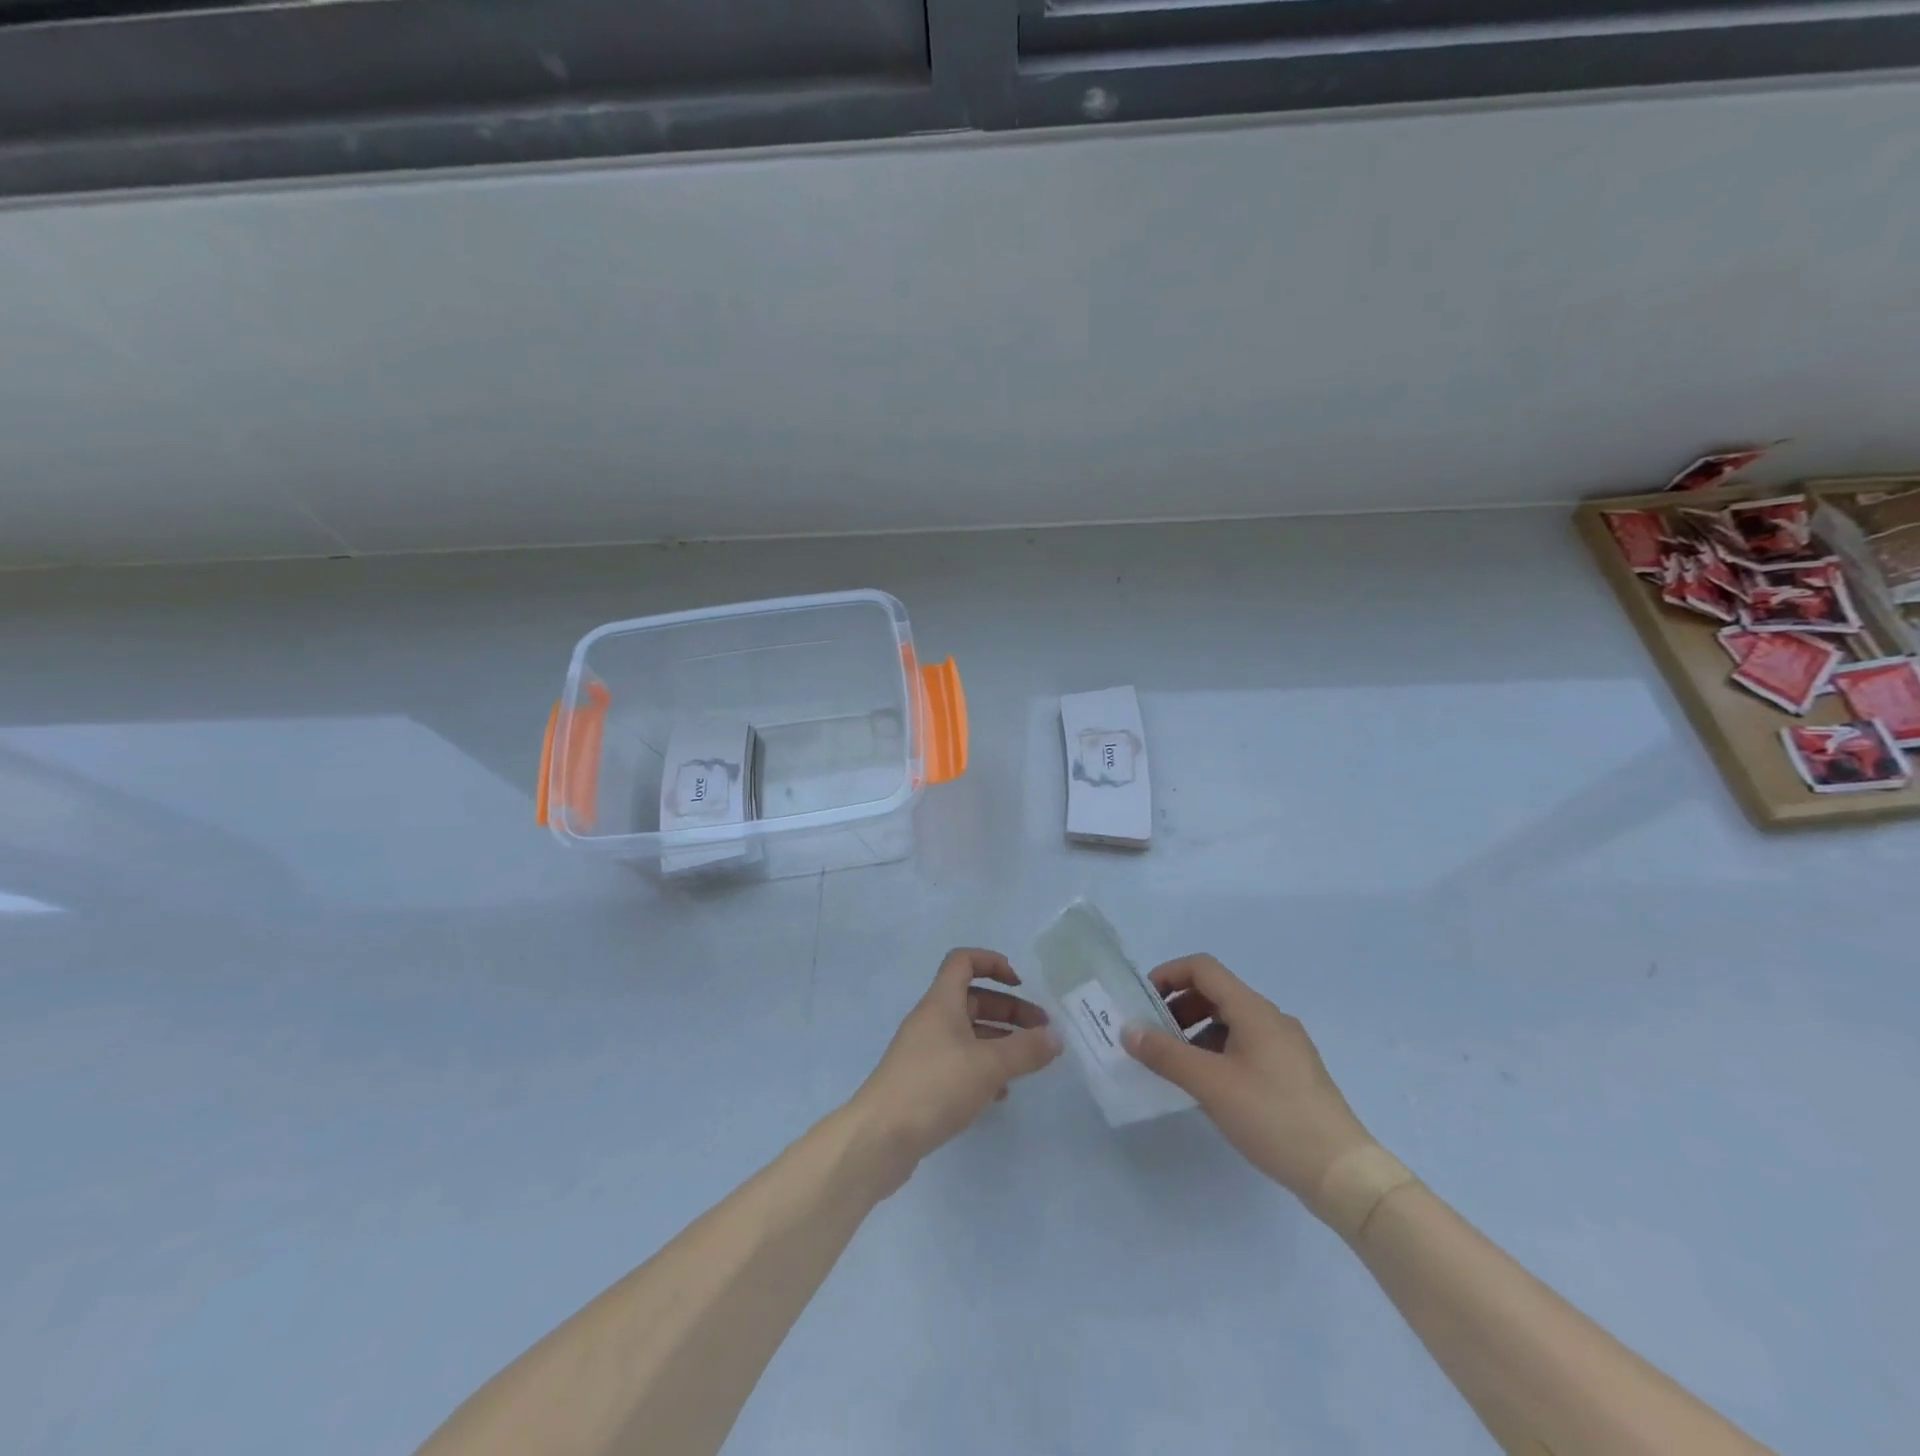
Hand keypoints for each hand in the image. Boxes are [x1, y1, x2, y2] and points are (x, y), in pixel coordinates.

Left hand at [850, 948, 1061, 1177]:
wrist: (879, 1138)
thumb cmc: (935, 1086)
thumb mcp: (988, 1066)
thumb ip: (1026, 1050)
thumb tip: (1056, 1037)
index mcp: (941, 1002)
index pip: (964, 961)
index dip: (993, 963)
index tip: (1021, 984)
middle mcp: (931, 1020)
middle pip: (972, 1000)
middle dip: (1009, 1009)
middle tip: (1042, 1032)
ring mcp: (925, 1051)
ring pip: (968, 1034)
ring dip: (1000, 1041)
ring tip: (1030, 1063)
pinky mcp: (923, 1082)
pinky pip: (960, 1063)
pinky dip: (983, 1069)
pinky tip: (1002, 1094)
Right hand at [1122, 954, 1373, 1201]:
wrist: (1342, 1173)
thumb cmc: (1272, 1117)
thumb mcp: (1210, 1084)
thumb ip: (1165, 1054)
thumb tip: (1128, 1030)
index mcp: (1253, 1010)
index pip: (1202, 968)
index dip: (1168, 975)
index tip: (1143, 1002)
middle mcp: (1271, 1018)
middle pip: (1216, 992)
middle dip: (1178, 1007)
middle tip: (1154, 1036)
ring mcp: (1286, 1045)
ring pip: (1231, 1021)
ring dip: (1197, 1031)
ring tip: (1177, 1064)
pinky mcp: (1293, 1072)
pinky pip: (1246, 1045)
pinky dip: (1218, 1051)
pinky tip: (1210, 1086)